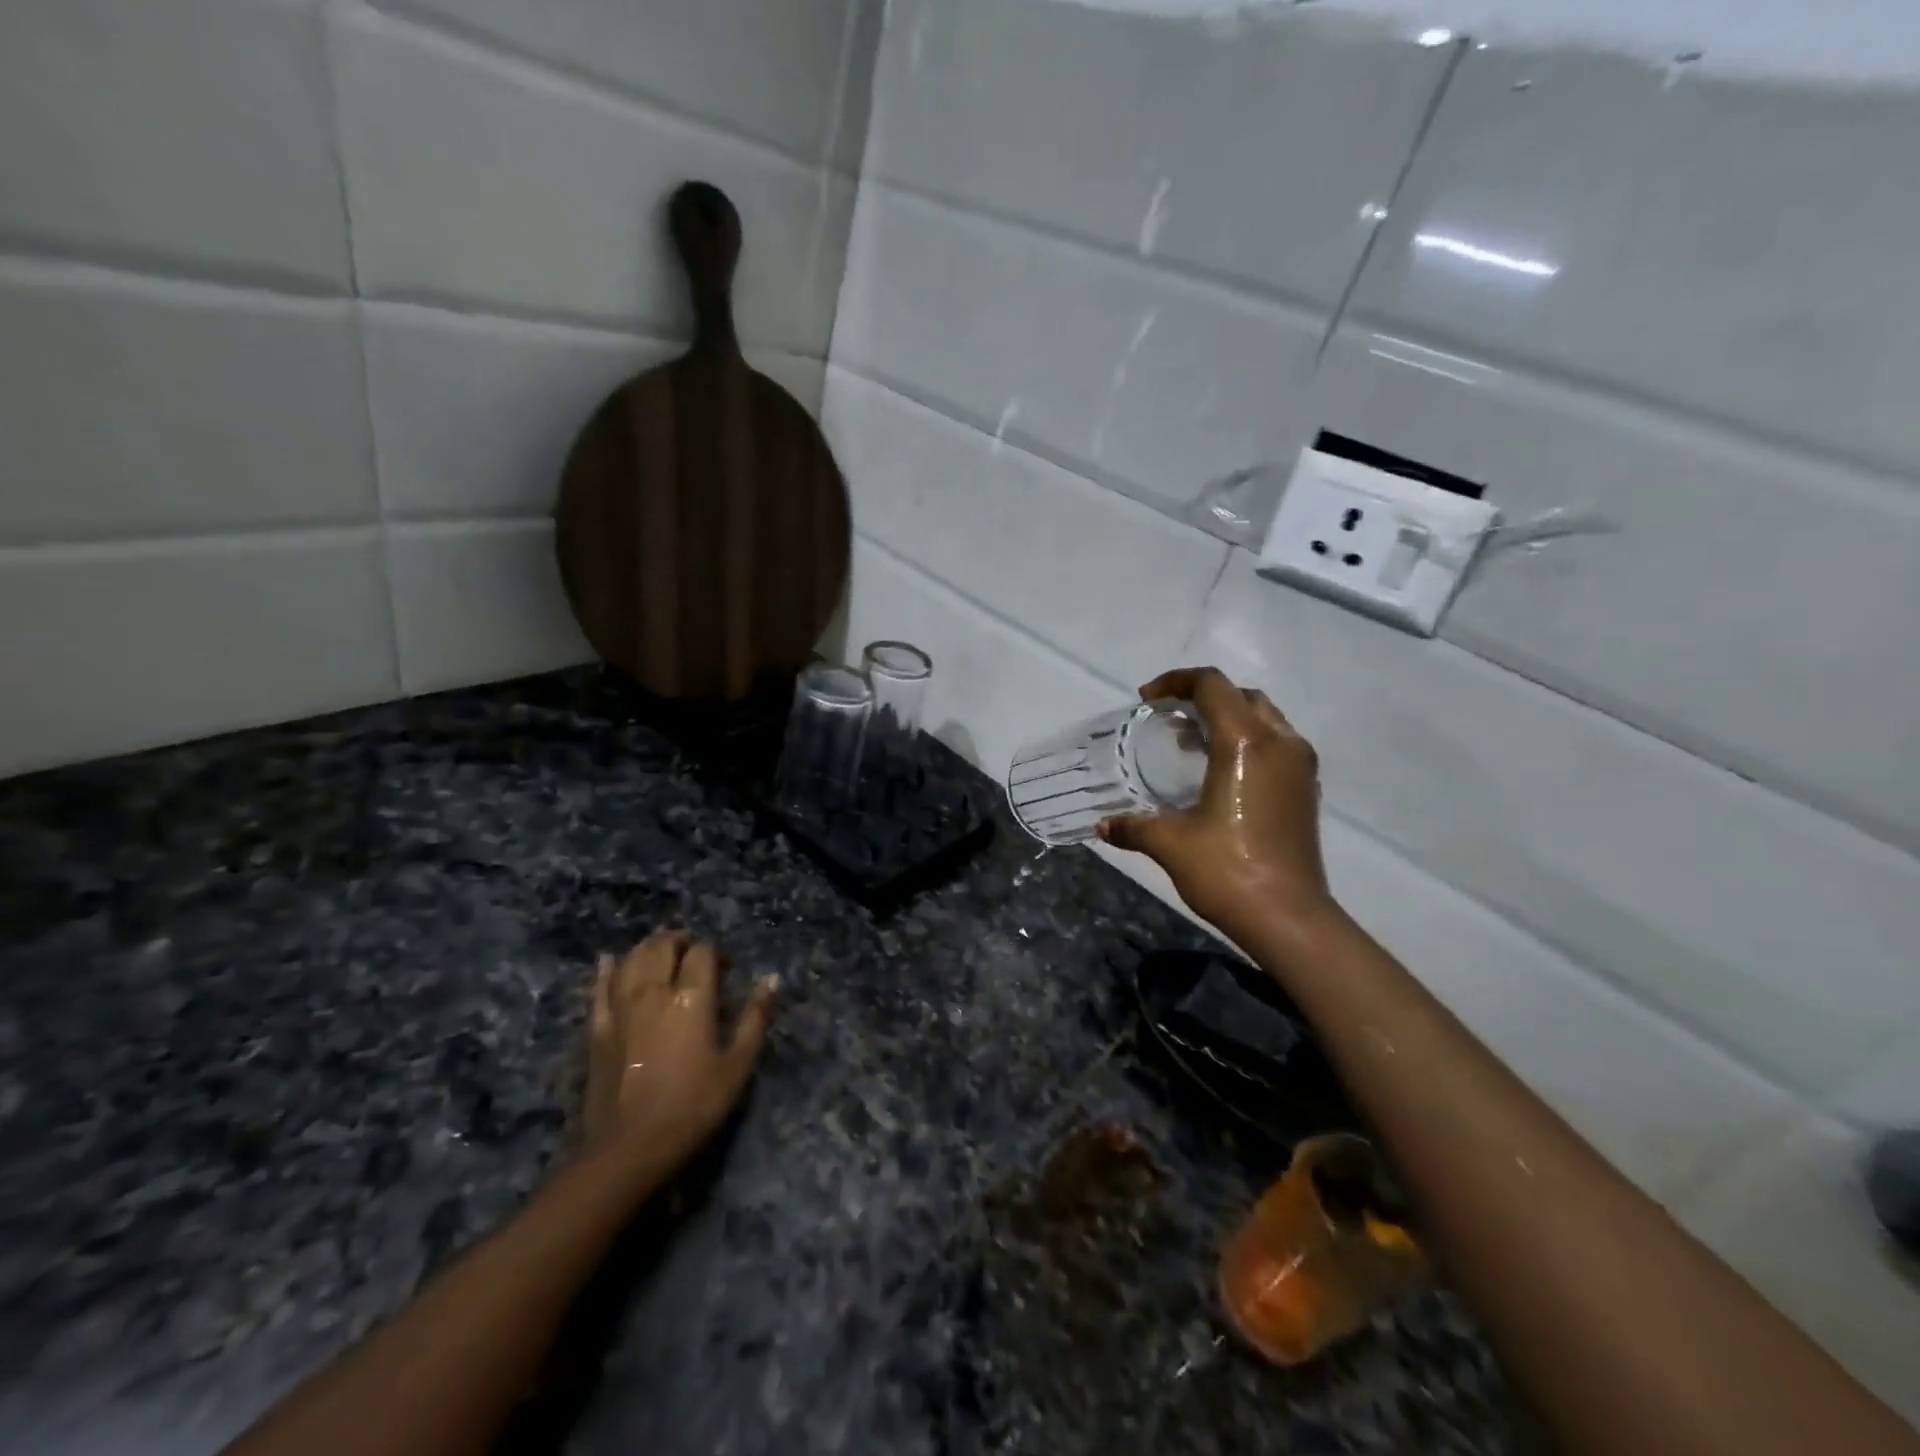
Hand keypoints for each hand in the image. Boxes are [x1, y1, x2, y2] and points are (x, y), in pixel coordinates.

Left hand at [581, 932, 776, 1173]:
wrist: (628, 1148)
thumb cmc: (693, 1106)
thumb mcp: (737, 1065)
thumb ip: (755, 1017)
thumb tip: (771, 979)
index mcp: (692, 997)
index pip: (703, 952)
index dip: (716, 953)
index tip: (725, 970)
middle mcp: (654, 991)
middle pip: (663, 945)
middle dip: (680, 942)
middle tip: (693, 955)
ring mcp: (620, 1007)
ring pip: (631, 958)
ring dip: (648, 948)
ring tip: (661, 954)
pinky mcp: (597, 1028)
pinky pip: (599, 987)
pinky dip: (606, 969)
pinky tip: (609, 961)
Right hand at [1096, 666, 1333, 936]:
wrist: (1288, 918)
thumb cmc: (1227, 871)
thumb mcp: (1169, 843)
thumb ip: (1132, 826)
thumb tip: (1102, 825)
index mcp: (1245, 743)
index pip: (1211, 686)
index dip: (1175, 681)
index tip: (1147, 700)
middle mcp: (1280, 742)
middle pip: (1241, 695)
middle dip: (1202, 697)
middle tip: (1168, 719)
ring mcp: (1300, 766)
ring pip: (1264, 718)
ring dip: (1227, 718)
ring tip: (1190, 743)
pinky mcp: (1306, 789)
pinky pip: (1276, 744)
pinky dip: (1247, 741)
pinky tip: (1219, 773)